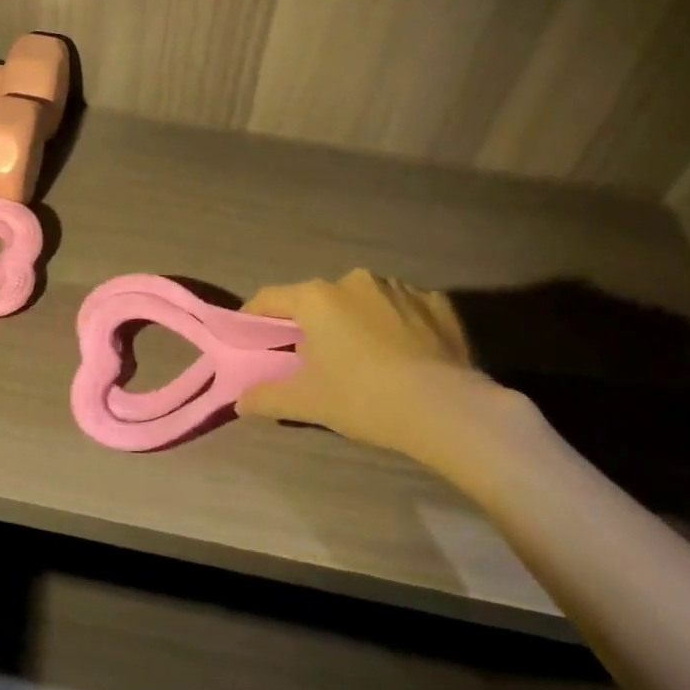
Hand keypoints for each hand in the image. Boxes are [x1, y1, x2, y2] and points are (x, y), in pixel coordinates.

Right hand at [238, 269, 539, 475]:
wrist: (448, 409)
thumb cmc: (364, 397)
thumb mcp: (308, 403)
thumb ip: (266, 397)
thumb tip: (241, 401)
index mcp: (317, 297)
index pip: (270, 298)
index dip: (255, 317)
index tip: (251, 338)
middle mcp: (354, 280)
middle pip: (319, 299)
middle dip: (312, 324)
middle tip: (313, 360)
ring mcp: (400, 287)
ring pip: (363, 302)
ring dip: (356, 322)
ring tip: (365, 360)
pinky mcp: (438, 302)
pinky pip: (404, 310)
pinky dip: (396, 326)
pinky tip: (405, 357)